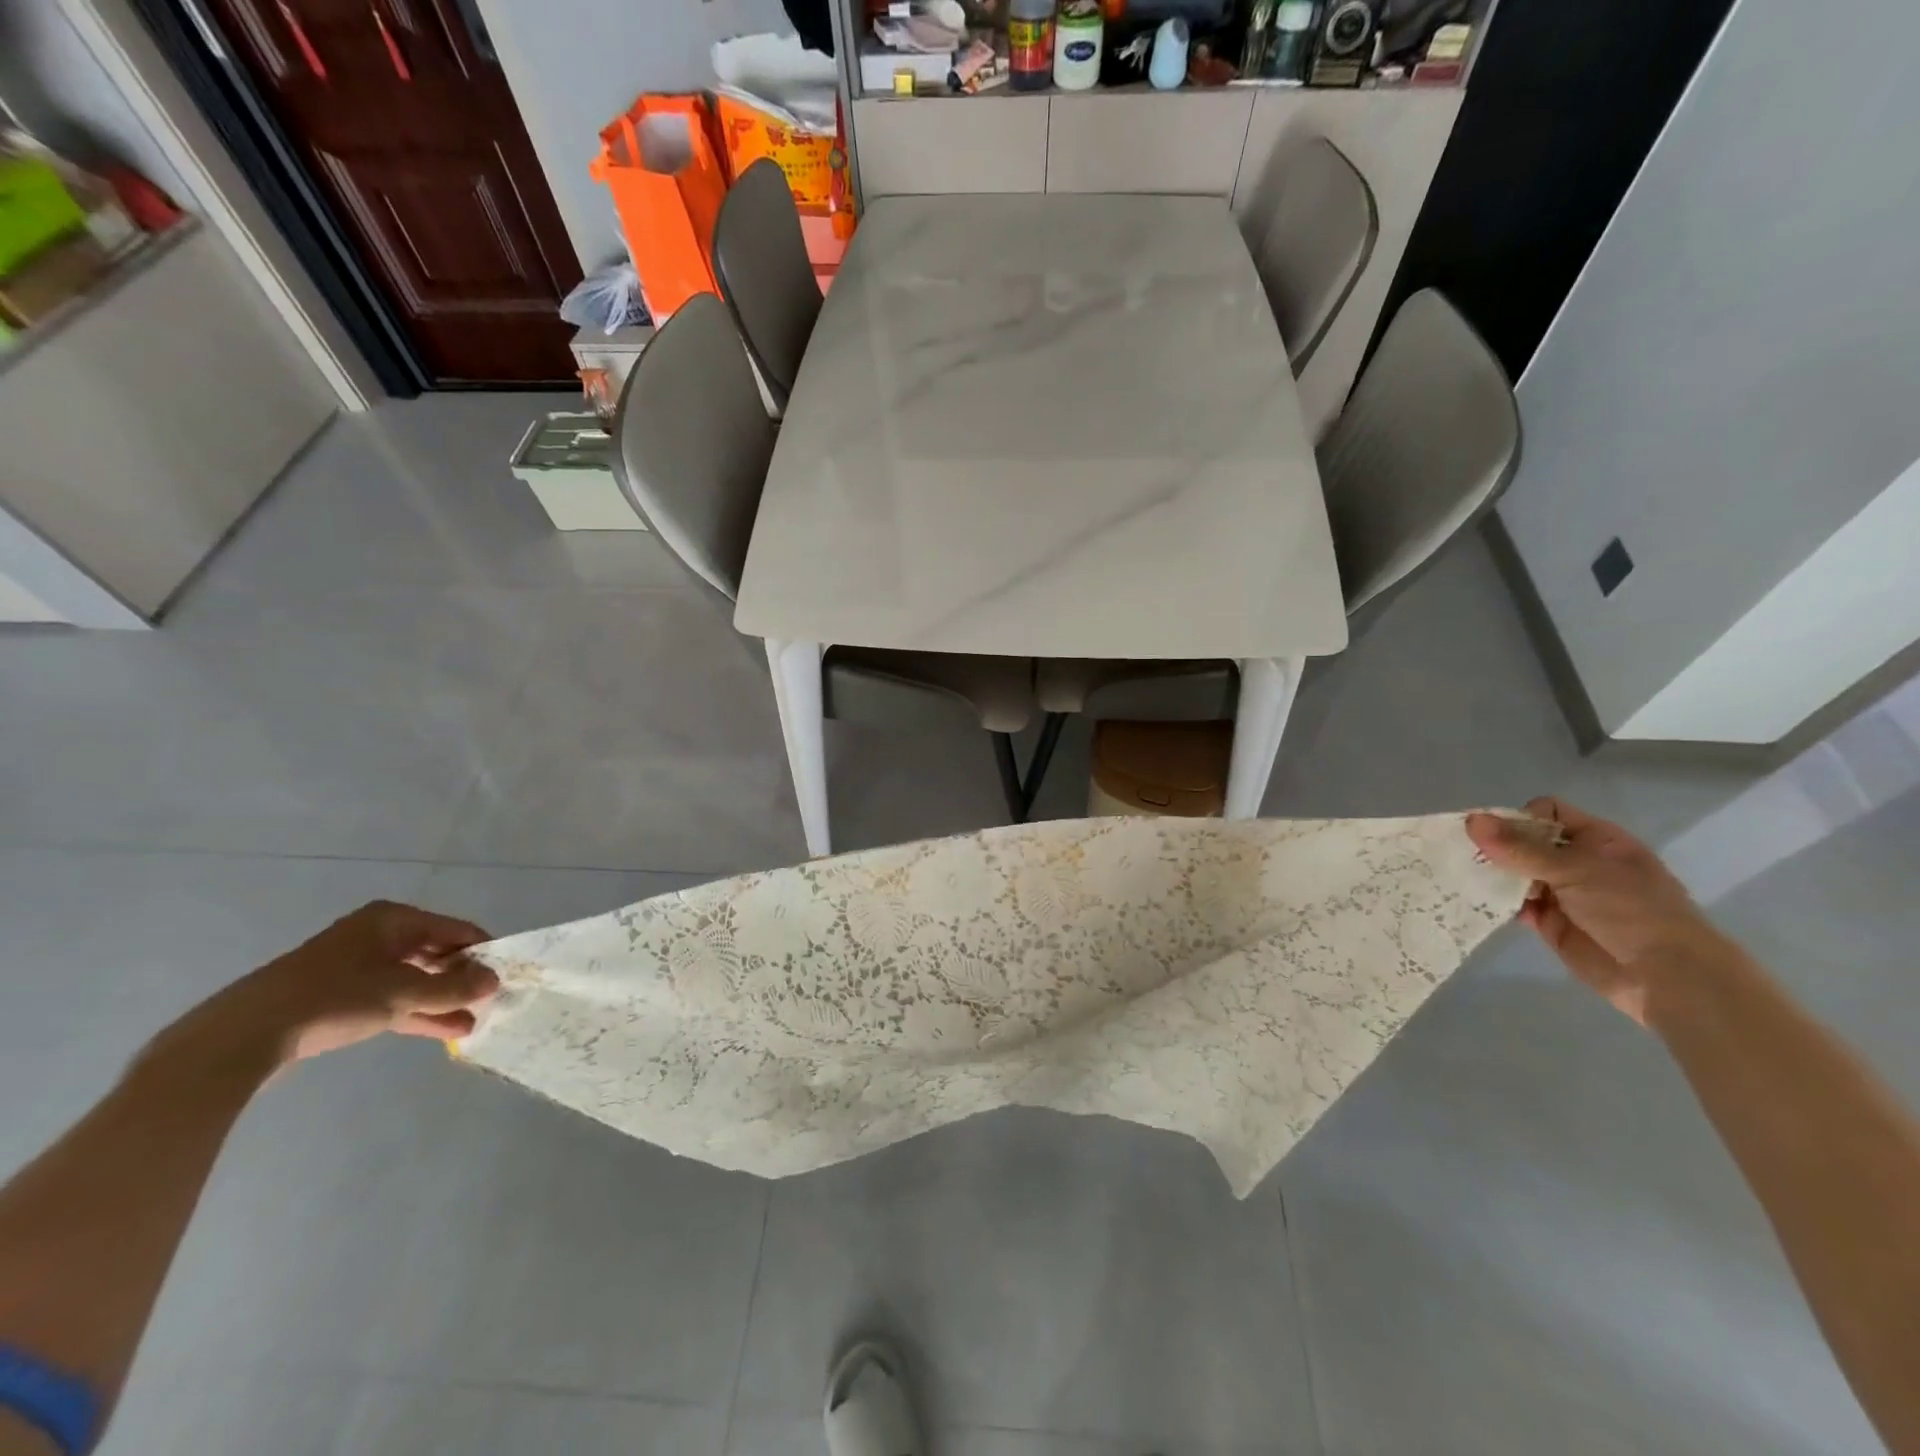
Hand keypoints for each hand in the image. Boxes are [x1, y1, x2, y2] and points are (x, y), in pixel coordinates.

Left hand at [162, 901, 497, 1070]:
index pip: (457, 929)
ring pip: (414, 980)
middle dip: (463, 979)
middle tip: (489, 1002)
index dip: (484, 952)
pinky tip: (443, 1030)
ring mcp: (355, 966)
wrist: (243, 1037)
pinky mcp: (337, 997)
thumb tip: (494, 980)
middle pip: (435, 953)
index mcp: (393, 920)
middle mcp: (376, 935)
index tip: (506, 977)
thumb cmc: (335, 998)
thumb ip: (455, 987)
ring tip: (472, 1023)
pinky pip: (391, 998)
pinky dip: (416, 1012)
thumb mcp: (405, 993)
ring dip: (442, 1001)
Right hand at [1466, 798, 1727, 1024]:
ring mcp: (1563, 892)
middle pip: (1524, 841)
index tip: (1493, 836)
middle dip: (1494, 846)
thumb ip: (1520, 848)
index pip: (1545, 812)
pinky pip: (1514, 904)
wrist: (1667, 977)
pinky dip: (1495, 901)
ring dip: (1491, 874)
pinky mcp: (1549, 921)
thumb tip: (1471, 820)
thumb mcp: (1576, 870)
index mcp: (1595, 839)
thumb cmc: (1632, 910)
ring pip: (1515, 873)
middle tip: (1462, 855)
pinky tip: (1474, 900)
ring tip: (1461, 876)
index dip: (1517, 818)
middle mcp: (1577, 861)